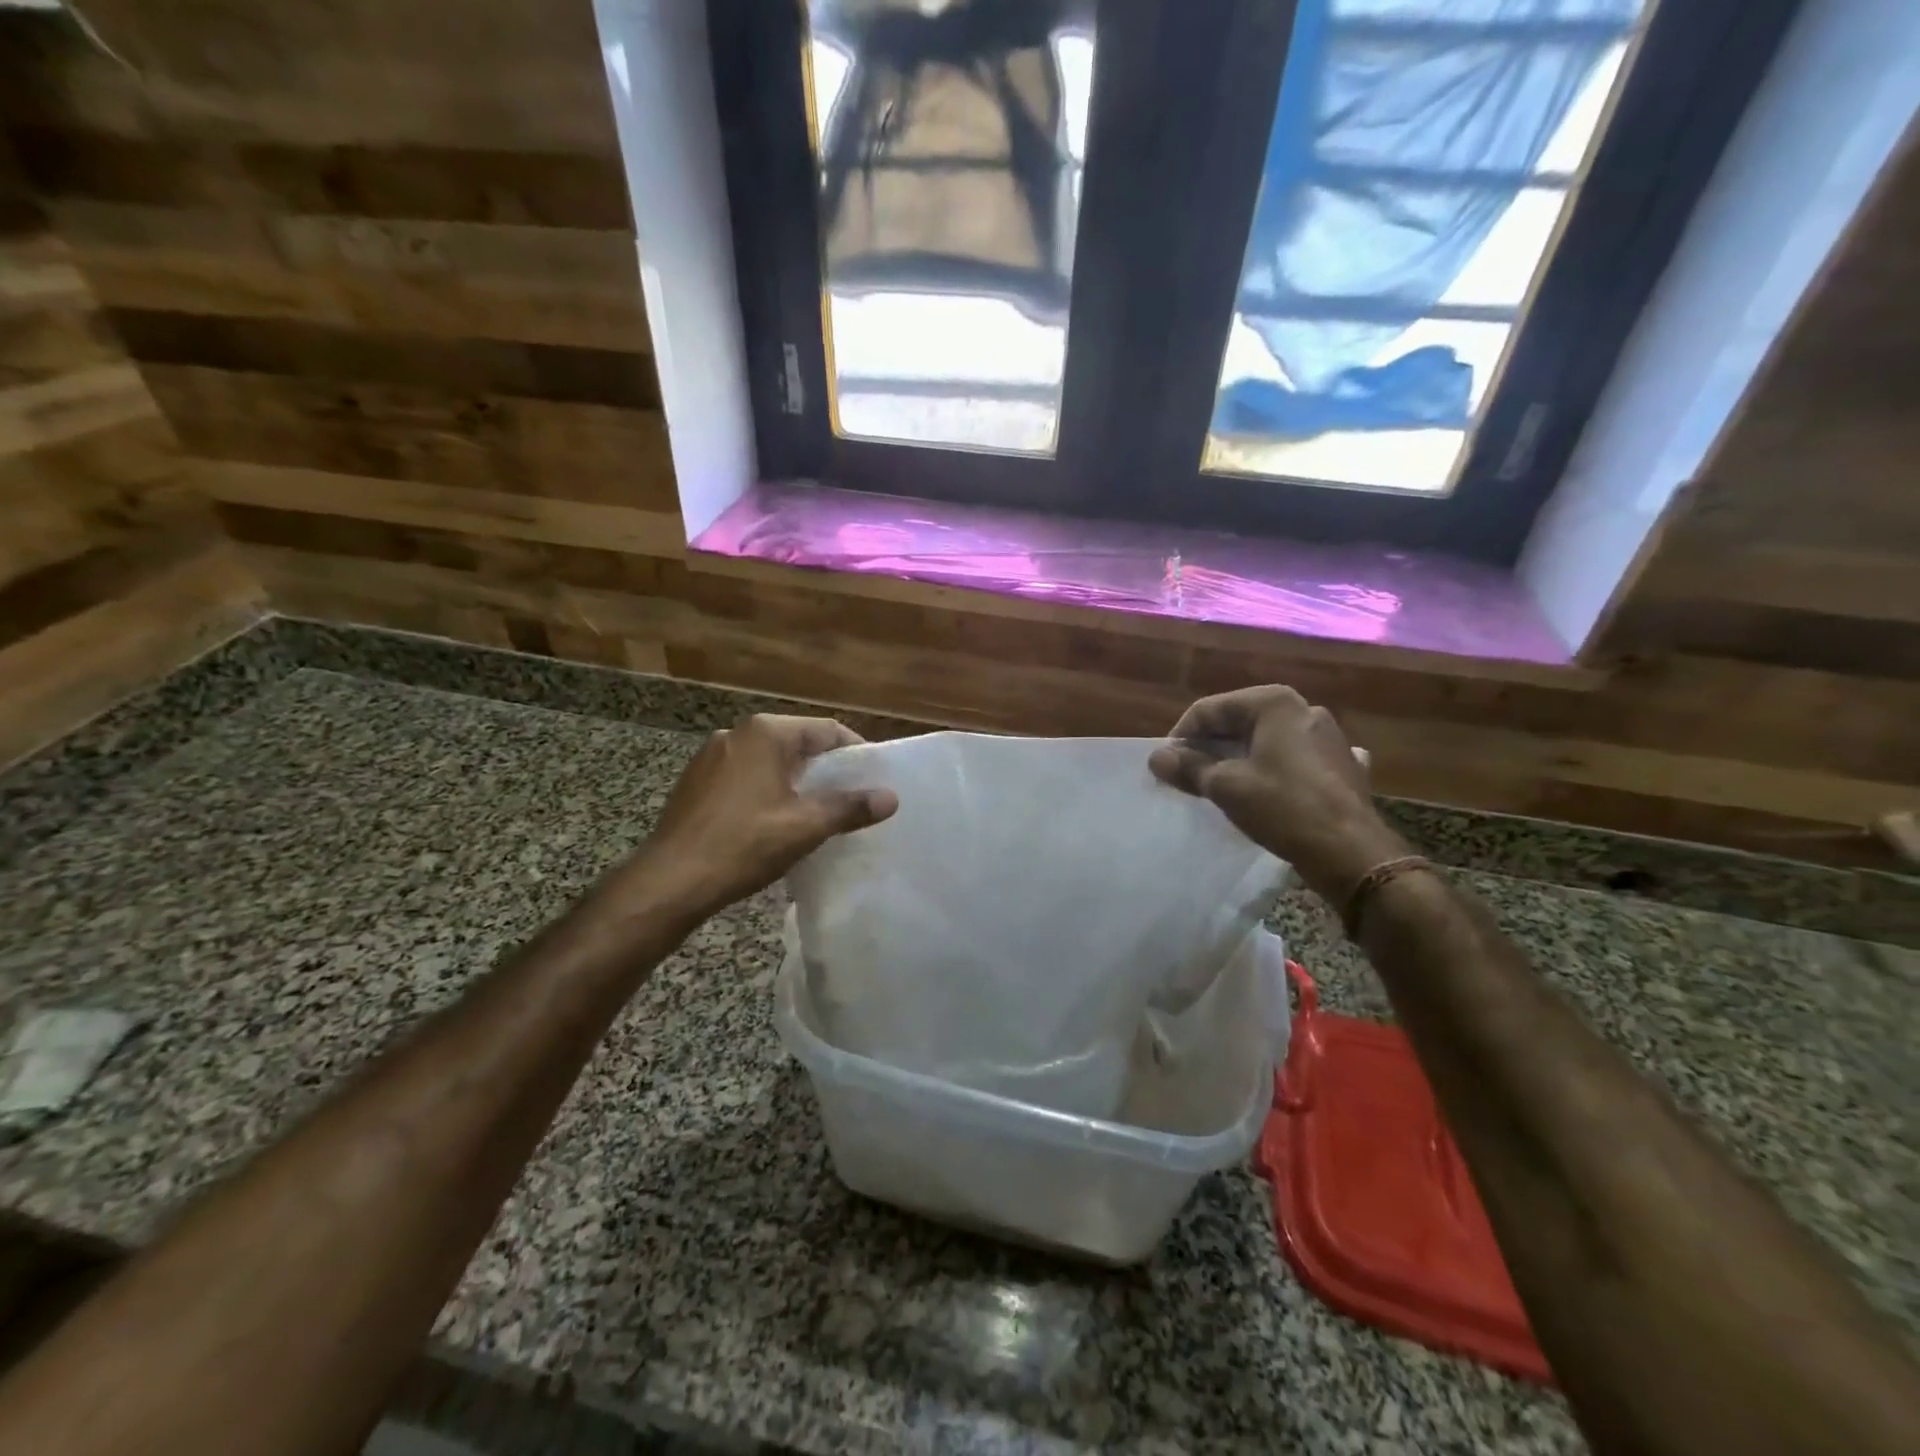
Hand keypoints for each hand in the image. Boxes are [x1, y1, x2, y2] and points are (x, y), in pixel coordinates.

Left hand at [626, 714, 897, 922]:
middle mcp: (737, 733)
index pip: (826, 730)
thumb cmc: (743, 845)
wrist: (669, 882)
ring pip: (770, 762)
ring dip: (796, 782)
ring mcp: (711, 757)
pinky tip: (773, 822)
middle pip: (797, 743)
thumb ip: (850, 808)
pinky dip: (767, 792)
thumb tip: (891, 797)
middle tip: (850, 799)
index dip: (856, 752)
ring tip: (816, 813)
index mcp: (766, 733)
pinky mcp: (696, 782)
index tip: (874, 779)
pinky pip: (745, 777)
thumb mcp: (805, 827)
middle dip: (826, 769)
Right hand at [1149, 686, 1407, 903]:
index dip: (1181, 736)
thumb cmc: (1283, 807)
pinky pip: (1290, 760)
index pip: (1209, 709)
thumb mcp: (1226, 786)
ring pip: (1264, 741)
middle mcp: (1303, 709)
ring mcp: (1326, 736)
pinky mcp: (1339, 764)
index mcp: (1274, 703)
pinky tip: (1261, 793)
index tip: (1166, 766)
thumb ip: (1188, 767)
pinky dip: (1269, 770)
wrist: (1351, 852)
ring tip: (1217, 787)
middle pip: (1238, 722)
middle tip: (1187, 777)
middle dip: (1209, 747)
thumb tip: (1156, 757)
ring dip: (1237, 760)